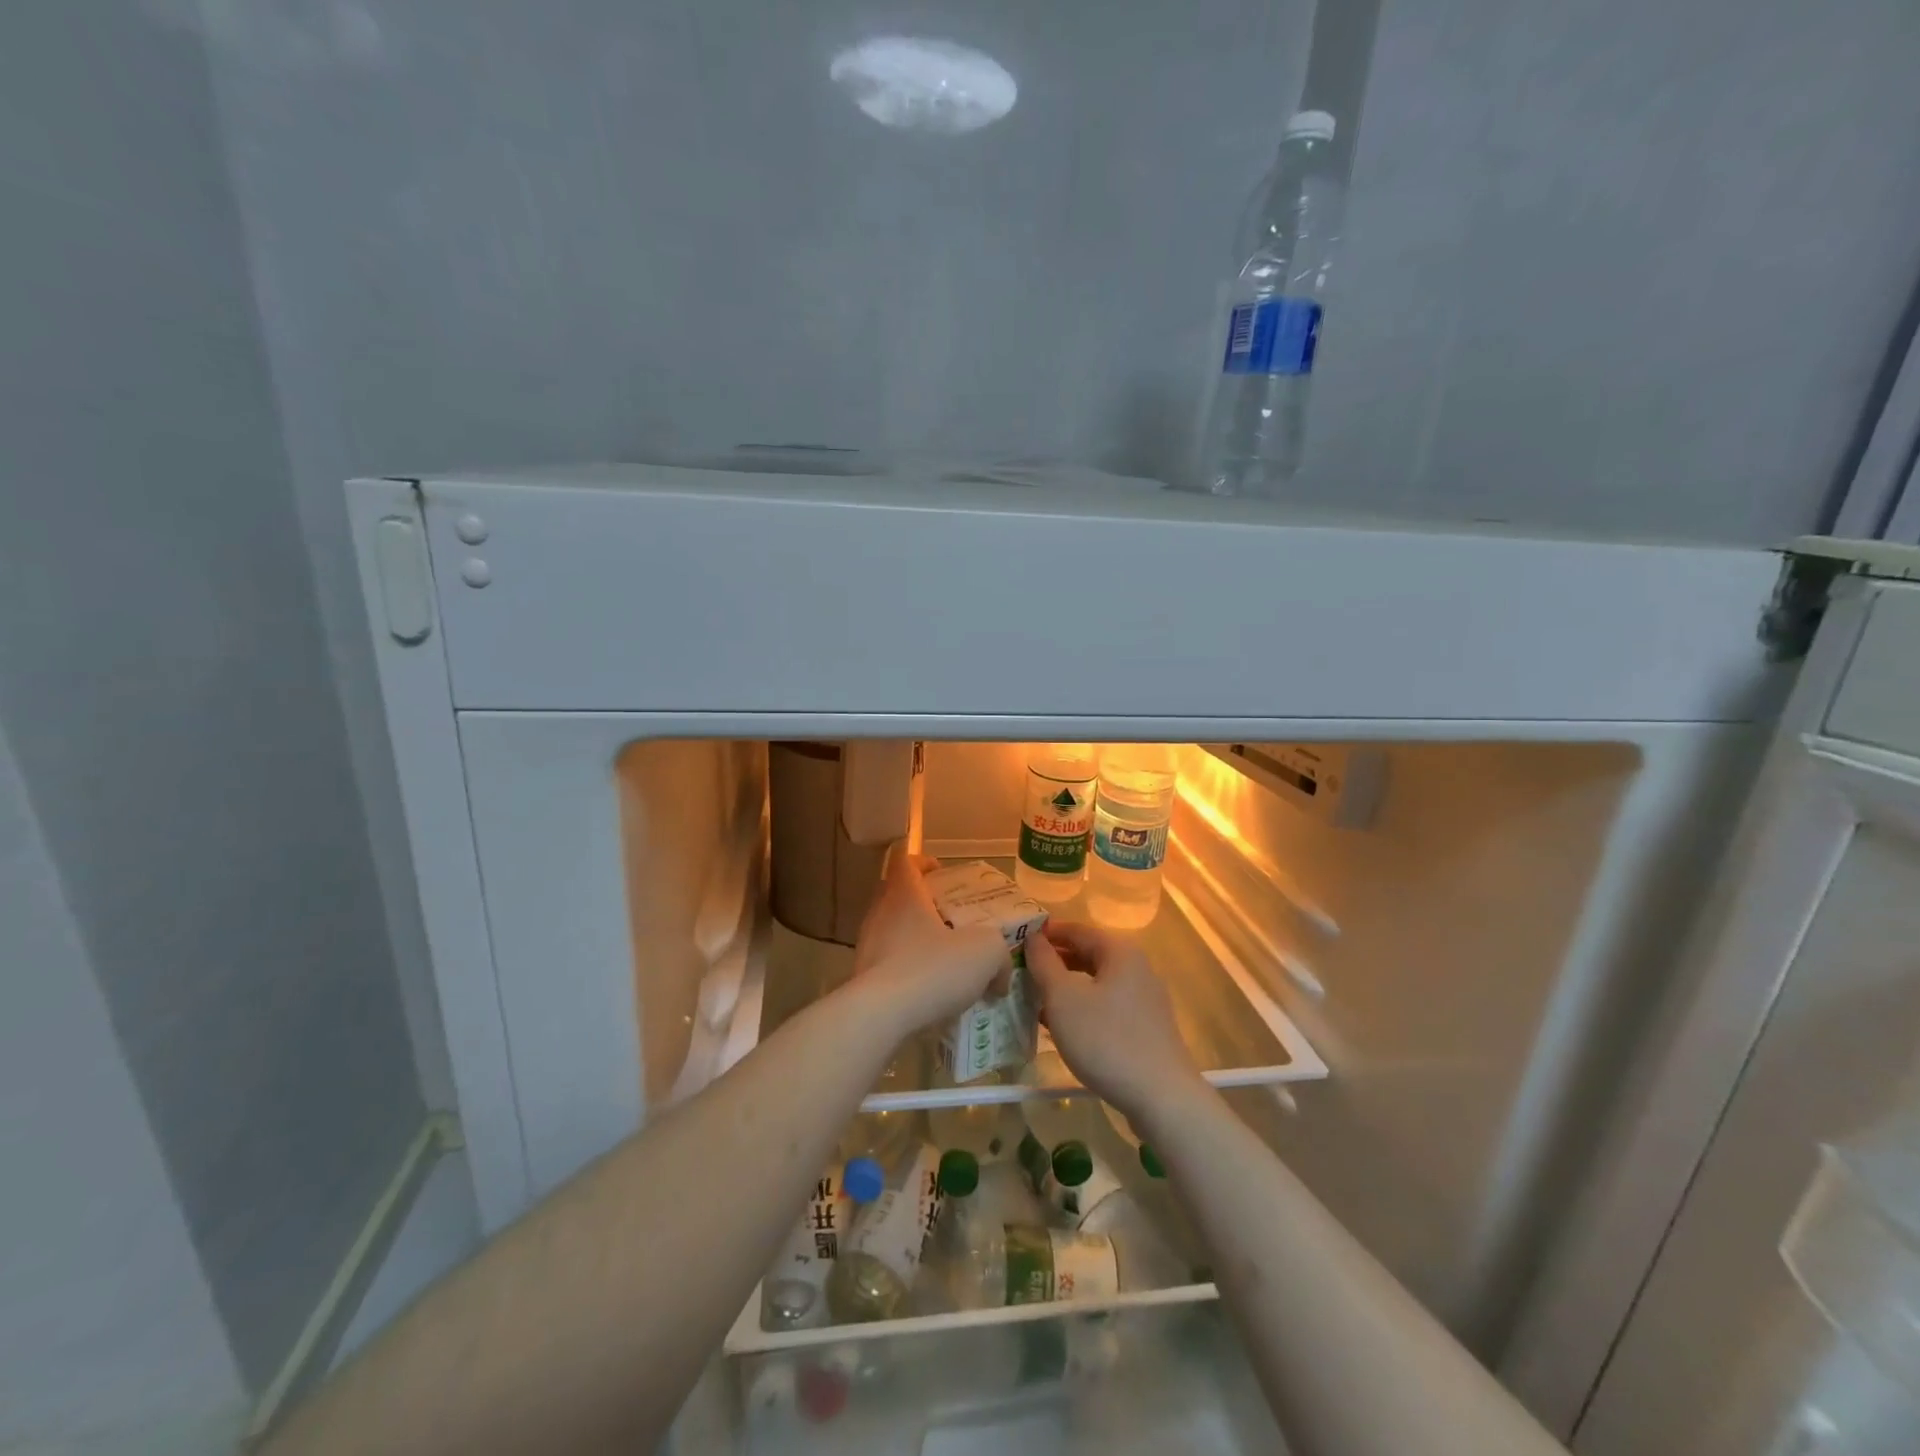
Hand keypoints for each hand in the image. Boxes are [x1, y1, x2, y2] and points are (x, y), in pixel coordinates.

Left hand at [843, 850, 1010, 1039]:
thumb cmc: (931, 969)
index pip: (905, 861)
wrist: (879, 1017)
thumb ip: (999, 956)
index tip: (943, 875)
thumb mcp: (985, 953)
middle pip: (898, 895)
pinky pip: (888, 965)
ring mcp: (867, 946)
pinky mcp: (862, 978)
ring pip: (893, 932)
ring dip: (916, 941)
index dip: (924, 862)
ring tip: (946, 962)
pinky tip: (929, 993)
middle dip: (925, 904)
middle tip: (953, 920)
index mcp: (904, 895)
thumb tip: (1000, 978)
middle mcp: (880, 914)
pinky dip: (908, 971)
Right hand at [1026, 922, 1207, 1124]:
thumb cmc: (1106, 1040)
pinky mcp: (1146, 1026)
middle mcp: (1136, 967)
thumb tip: (1033, 938)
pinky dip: (1083, 1007)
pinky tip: (1062, 1026)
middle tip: (1021, 973)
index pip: (1075, 929)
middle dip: (1053, 962)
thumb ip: (1044, 963)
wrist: (1161, 1097)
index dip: (1044, 934)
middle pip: (1087, 954)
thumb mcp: (1063, 998)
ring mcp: (1144, 997)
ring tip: (1034, 1000)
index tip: (1015, 944)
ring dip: (1065, 987)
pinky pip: (1107, 1005)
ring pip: (1095, 982)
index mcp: (1119, 951)